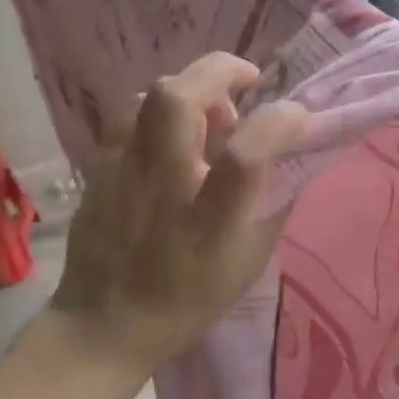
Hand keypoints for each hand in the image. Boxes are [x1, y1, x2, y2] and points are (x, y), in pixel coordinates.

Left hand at [50, 53, 310, 377]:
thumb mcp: (249, 260)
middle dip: (220, 71)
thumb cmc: (187, 299)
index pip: (247, 152)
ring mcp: (122, 172)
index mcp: (209, 219)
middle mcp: (163, 184)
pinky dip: (160, 110)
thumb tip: (292, 154)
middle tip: (247, 81)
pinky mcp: (98, 169)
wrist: (103, 326)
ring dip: (189, 88)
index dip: (280, 121)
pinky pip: (129, 116)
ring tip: (209, 110)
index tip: (300, 117)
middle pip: (180, 98)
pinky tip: (172, 132)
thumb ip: (273, 202)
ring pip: (150, 96)